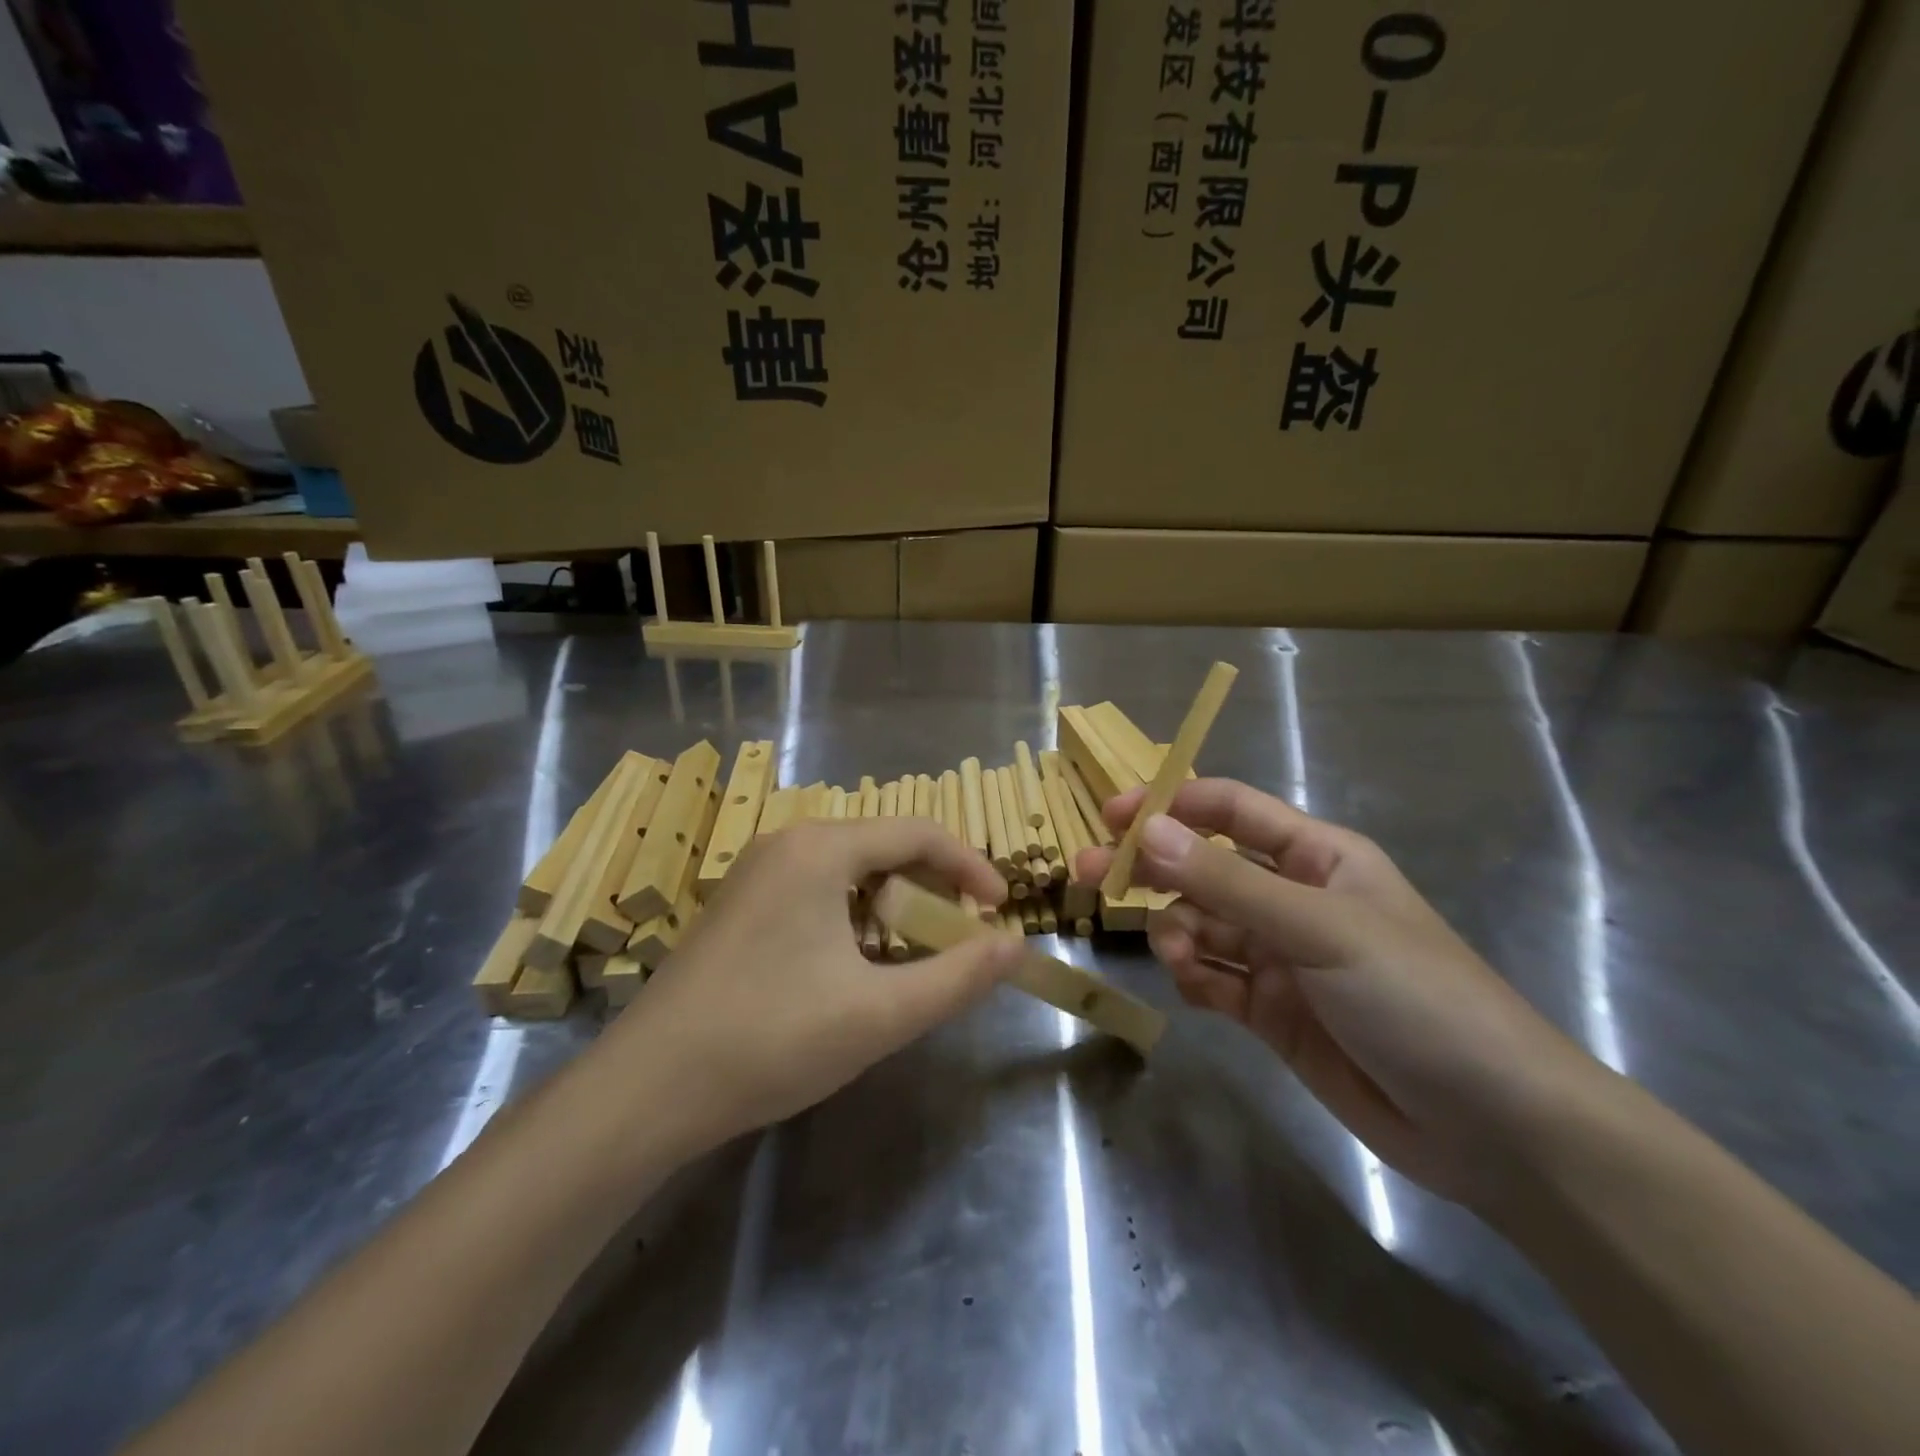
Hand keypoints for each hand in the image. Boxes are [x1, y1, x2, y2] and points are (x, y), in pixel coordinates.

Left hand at [600, 818, 1018, 1150]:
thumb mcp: (880, 1013)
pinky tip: (855, 967)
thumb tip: (1018, 948)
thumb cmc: (771, 1040)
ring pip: (849, 871)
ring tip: (914, 955)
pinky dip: (854, 918)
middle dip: (932, 887)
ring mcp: (755, 874)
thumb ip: (958, 977)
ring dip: (893, 905)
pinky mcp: (739, 907)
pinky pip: (816, 892)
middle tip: (961, 937)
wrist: (646, 1091)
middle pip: (883, 846)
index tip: (1002, 910)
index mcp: (820, 849)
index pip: (918, 833)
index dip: (970, 867)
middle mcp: (786, 844)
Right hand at [1077, 779, 1606, 1208]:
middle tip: (1089, 874)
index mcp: (1317, 856)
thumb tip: (1146, 832)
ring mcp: (1280, 957)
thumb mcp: (1320, 929)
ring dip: (1177, 932)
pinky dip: (1194, 976)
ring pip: (1200, 924)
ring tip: (1177, 956)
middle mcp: (1292, 898)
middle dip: (1151, 869)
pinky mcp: (1271, 1010)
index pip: (1230, 811)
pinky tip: (1195, 986)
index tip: (1112, 815)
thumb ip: (1227, 882)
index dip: (1171, 806)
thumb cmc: (1417, 997)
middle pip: (1203, 868)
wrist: (1494, 1127)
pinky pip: (1213, 977)